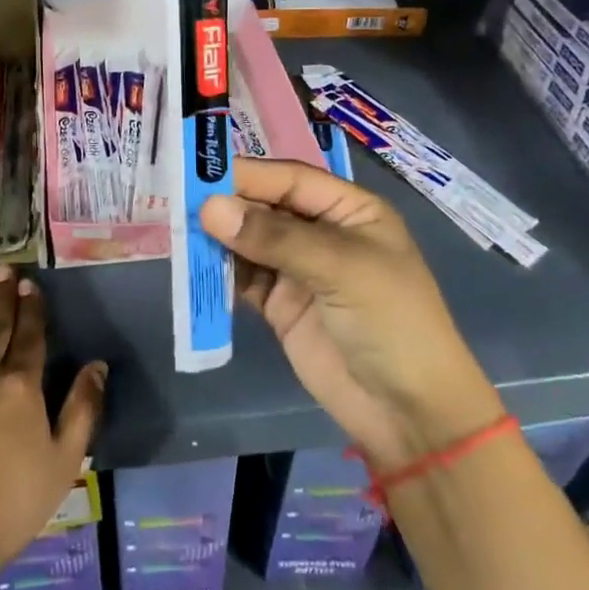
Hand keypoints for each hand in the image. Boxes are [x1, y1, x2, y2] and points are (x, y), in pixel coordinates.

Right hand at [201, 158, 503, 467]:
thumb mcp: (341, 269)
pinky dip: (220, 272)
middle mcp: (321, 232)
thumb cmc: (391, 323)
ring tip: (178, 232)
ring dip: (218, 238)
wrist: (410, 415)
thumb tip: (210, 208)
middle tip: (178, 203)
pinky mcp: (279, 305)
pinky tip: (194, 266)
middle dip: (227, 205)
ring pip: (249, 241)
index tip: (199, 175)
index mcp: (349, 210)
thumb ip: (275, 237)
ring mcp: (298, 269)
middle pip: (266, 206)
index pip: (291, 179)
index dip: (248, 175)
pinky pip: (243, 278)